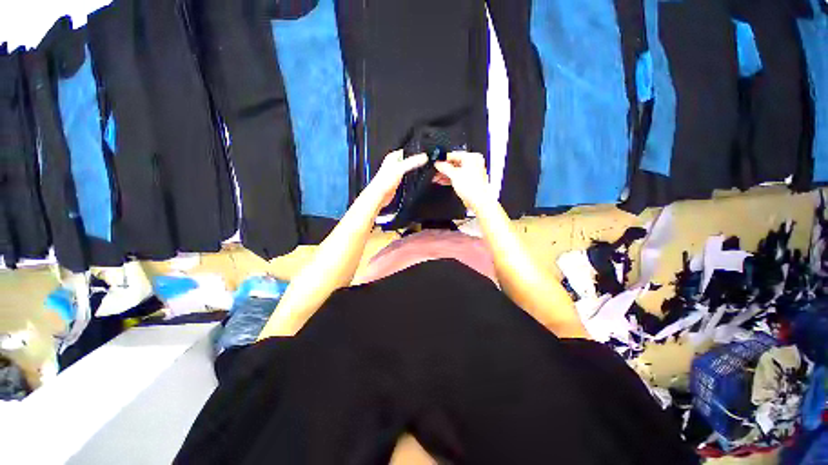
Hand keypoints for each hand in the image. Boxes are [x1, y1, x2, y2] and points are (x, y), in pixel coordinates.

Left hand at [367, 150, 427, 207]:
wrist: (380, 195)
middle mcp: (394, 164)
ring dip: (414, 171)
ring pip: (409, 169)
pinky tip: (415, 181)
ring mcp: (396, 173)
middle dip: (416, 163)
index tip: (424, 155)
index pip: (407, 151)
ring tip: (421, 172)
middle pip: (409, 161)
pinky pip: (408, 178)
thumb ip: (412, 162)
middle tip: (424, 164)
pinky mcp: (398, 181)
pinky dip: (412, 179)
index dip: (416, 152)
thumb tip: (423, 157)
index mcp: (393, 157)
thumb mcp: (400, 169)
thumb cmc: (383, 181)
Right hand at [434, 151, 492, 211]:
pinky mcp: (470, 181)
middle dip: (443, 169)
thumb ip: (444, 167)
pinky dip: (451, 179)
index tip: (437, 164)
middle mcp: (473, 163)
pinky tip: (443, 181)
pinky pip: (458, 177)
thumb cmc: (472, 187)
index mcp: (472, 157)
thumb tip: (438, 164)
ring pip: (456, 171)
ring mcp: (472, 172)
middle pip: (454, 164)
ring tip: (437, 178)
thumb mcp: (454, 174)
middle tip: (436, 172)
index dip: (443, 160)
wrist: (478, 200)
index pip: (454, 155)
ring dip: (446, 175)